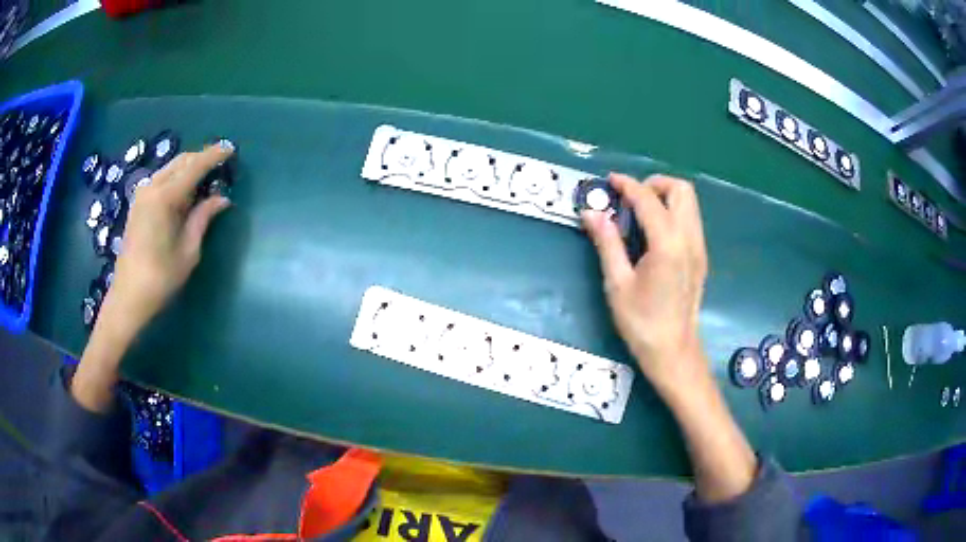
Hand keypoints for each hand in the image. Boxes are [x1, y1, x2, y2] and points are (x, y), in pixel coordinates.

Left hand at [107, 141, 233, 334]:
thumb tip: (222, 198)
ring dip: (189, 167)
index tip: (231, 149)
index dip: (213, 156)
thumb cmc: (160, 278)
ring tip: (206, 176)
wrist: (127, 297)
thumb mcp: (188, 251)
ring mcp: (142, 194)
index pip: (194, 166)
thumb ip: (203, 218)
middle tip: (221, 164)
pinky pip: (161, 179)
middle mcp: (152, 188)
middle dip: (201, 158)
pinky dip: (176, 177)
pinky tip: (185, 189)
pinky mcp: (138, 204)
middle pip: (181, 161)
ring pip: (170, 168)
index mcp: (165, 197)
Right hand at [582, 173, 708, 400]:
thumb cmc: (641, 323)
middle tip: (630, 200)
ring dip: (665, 197)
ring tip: (640, 216)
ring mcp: (699, 247)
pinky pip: (690, 220)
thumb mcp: (617, 283)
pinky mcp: (701, 258)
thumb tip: (591, 212)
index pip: (648, 198)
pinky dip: (673, 213)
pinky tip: (654, 235)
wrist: (674, 352)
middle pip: (681, 189)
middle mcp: (689, 238)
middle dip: (654, 185)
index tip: (609, 182)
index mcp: (667, 243)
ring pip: (689, 203)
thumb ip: (607, 242)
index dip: (627, 185)